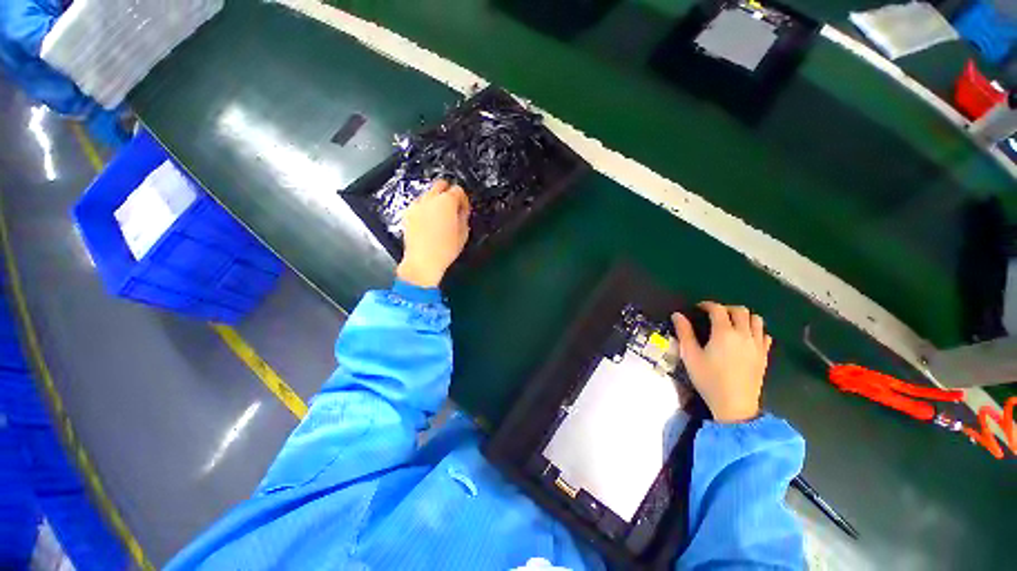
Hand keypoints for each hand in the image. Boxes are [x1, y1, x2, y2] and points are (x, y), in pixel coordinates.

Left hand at [396, 179, 470, 287]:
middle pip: (440, 184)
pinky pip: (419, 204)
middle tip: (453, 207)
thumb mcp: (463, 233)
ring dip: (436, 200)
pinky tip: (429, 222)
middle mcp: (430, 199)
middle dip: (448, 192)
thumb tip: (462, 211)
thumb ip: (464, 217)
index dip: (463, 199)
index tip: (464, 209)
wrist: (422, 261)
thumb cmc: (445, 249)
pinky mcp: (408, 213)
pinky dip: (425, 208)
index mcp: (447, 202)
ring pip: (428, 193)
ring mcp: (417, 205)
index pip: (458, 190)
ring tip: (440, 216)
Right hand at [672, 302, 771, 423]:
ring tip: (731, 324)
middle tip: (714, 315)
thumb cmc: (708, 379)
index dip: (707, 305)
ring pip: (756, 320)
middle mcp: (744, 334)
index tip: (698, 308)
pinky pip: (764, 335)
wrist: (735, 405)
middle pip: (740, 310)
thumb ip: (684, 333)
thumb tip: (677, 315)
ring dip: (743, 317)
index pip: (718, 309)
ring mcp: (757, 345)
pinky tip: (745, 338)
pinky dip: (755, 330)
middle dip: (726, 308)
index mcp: (724, 333)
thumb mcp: (690, 355)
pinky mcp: (764, 355)